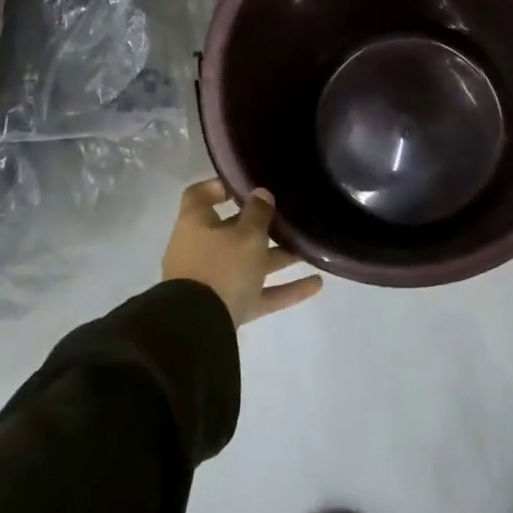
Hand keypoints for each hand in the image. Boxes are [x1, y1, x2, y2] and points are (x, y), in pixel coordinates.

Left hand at [163, 180, 322, 327]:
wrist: (198, 329)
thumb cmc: (221, 267)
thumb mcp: (246, 234)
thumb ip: (258, 212)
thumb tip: (261, 193)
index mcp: (196, 224)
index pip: (201, 195)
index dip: (221, 186)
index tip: (248, 184)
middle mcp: (201, 250)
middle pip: (232, 231)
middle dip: (262, 226)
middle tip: (291, 216)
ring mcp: (213, 282)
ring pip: (249, 263)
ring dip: (279, 257)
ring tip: (311, 249)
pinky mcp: (228, 308)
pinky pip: (259, 293)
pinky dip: (285, 289)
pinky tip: (316, 284)